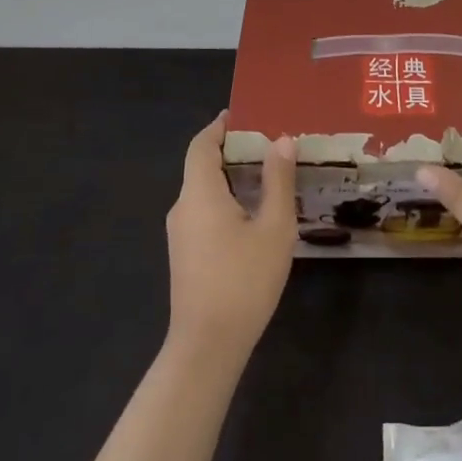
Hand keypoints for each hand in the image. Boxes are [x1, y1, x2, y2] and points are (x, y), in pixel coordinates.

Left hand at [165, 113, 296, 359]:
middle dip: (233, 150)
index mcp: (199, 193)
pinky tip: (254, 212)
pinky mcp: (185, 254)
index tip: (244, 114)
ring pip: (204, 191)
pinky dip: (226, 199)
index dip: (219, 126)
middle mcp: (182, 207)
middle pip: (202, 165)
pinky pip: (204, 211)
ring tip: (269, 174)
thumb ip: (278, 181)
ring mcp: (180, 234)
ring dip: (232, 176)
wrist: (207, 346)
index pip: (201, 145)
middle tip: (270, 143)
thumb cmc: (243, 281)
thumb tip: (281, 141)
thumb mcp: (273, 227)